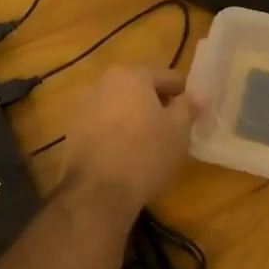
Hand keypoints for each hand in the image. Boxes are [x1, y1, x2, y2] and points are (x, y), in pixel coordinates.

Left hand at [58, 65, 196, 214]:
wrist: (98, 193)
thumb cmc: (146, 154)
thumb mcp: (179, 130)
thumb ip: (189, 106)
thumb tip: (198, 94)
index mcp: (131, 75)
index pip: (167, 77)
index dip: (183, 94)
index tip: (192, 114)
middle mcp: (102, 82)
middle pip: (139, 88)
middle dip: (156, 104)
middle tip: (172, 127)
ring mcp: (82, 106)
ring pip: (118, 106)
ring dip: (133, 117)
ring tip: (148, 142)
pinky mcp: (71, 131)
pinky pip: (102, 124)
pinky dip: (115, 132)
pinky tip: (125, 153)